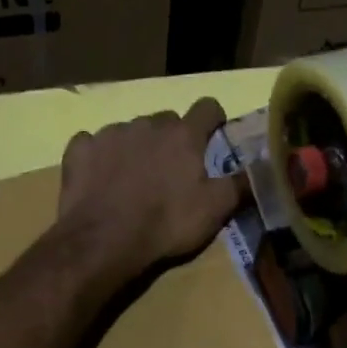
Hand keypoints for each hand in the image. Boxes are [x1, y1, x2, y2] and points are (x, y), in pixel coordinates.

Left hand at [56, 99, 247, 285]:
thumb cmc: (166, 223)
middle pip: (166, 121)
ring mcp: (110, 134)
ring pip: (130, 132)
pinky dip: (99, 157)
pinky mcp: (79, 149)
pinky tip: (100, 180)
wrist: (103, 240)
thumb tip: (267, 167)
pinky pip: (92, 144)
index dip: (214, 120)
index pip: (208, 107)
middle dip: (172, 139)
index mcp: (183, 135)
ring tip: (133, 181)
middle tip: (172, 171)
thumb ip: (241, 184)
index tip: (214, 137)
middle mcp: (147, 124)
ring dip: (136, 148)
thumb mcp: (215, 210)